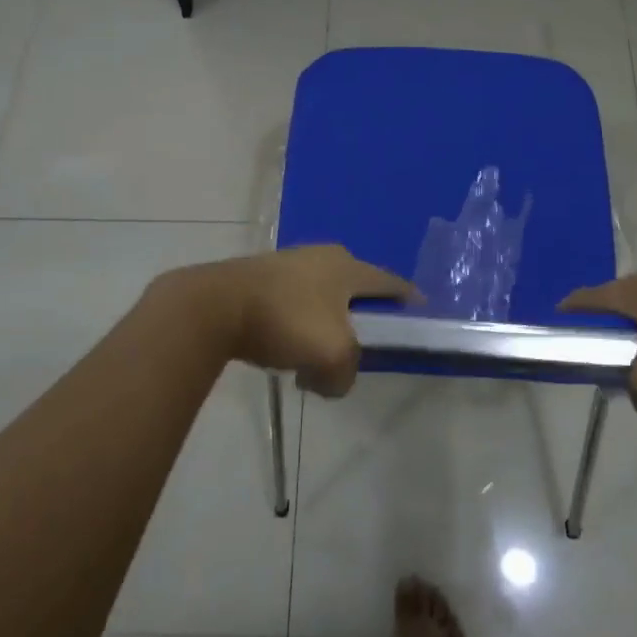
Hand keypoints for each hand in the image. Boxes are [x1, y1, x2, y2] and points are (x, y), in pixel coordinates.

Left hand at [156, 245, 416, 396]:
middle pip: (355, 289)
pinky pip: (294, 303)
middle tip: (364, 344)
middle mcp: (323, 256)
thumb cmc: (286, 321)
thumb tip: (333, 380)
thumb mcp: (332, 356)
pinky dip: (298, 325)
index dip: (408, 299)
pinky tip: (286, 349)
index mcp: (348, 267)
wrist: (216, 305)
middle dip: (362, 317)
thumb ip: (345, 374)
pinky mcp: (262, 276)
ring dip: (326, 325)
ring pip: (322, 298)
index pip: (390, 282)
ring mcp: (290, 263)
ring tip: (319, 355)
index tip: (420, 315)